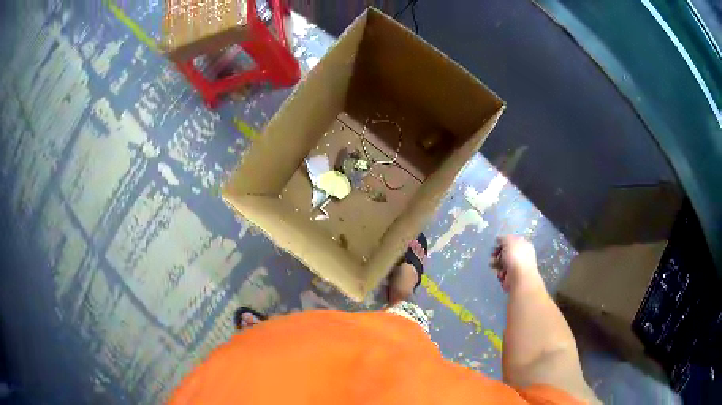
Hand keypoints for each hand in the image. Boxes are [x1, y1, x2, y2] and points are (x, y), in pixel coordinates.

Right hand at [490, 235, 543, 292]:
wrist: (519, 278)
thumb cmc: (516, 257)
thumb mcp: (509, 241)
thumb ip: (503, 238)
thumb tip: (499, 239)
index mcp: (524, 244)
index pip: (511, 241)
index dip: (503, 242)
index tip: (496, 244)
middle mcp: (521, 255)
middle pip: (505, 252)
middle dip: (497, 254)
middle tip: (493, 256)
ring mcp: (516, 267)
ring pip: (502, 263)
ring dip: (496, 264)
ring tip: (494, 266)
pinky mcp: (511, 277)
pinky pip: (502, 273)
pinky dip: (500, 273)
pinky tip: (501, 274)